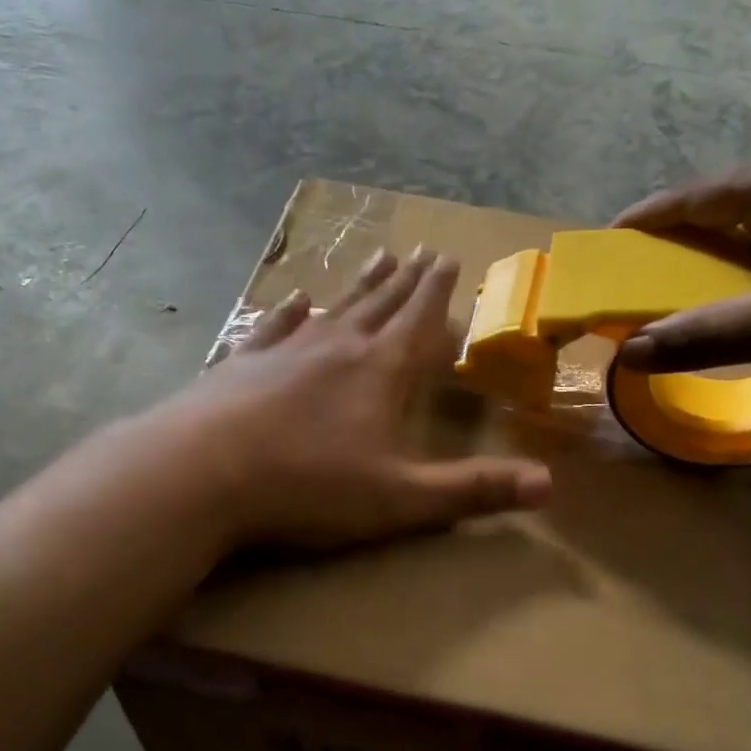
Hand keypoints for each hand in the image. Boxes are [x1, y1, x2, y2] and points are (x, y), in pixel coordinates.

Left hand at [156, 247, 551, 549]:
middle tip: (421, 251)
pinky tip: (296, 300)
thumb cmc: (308, 487)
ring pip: (333, 307)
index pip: (418, 320)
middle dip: (405, 280)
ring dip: (359, 285)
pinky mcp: (241, 364)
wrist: (201, 473)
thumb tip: (549, 485)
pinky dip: (290, 312)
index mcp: (379, 372)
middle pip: (380, 304)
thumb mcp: (401, 499)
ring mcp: (284, 350)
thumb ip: (472, 490)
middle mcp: (336, 347)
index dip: (437, 292)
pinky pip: (274, 327)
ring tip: (377, 258)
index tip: (448, 258)